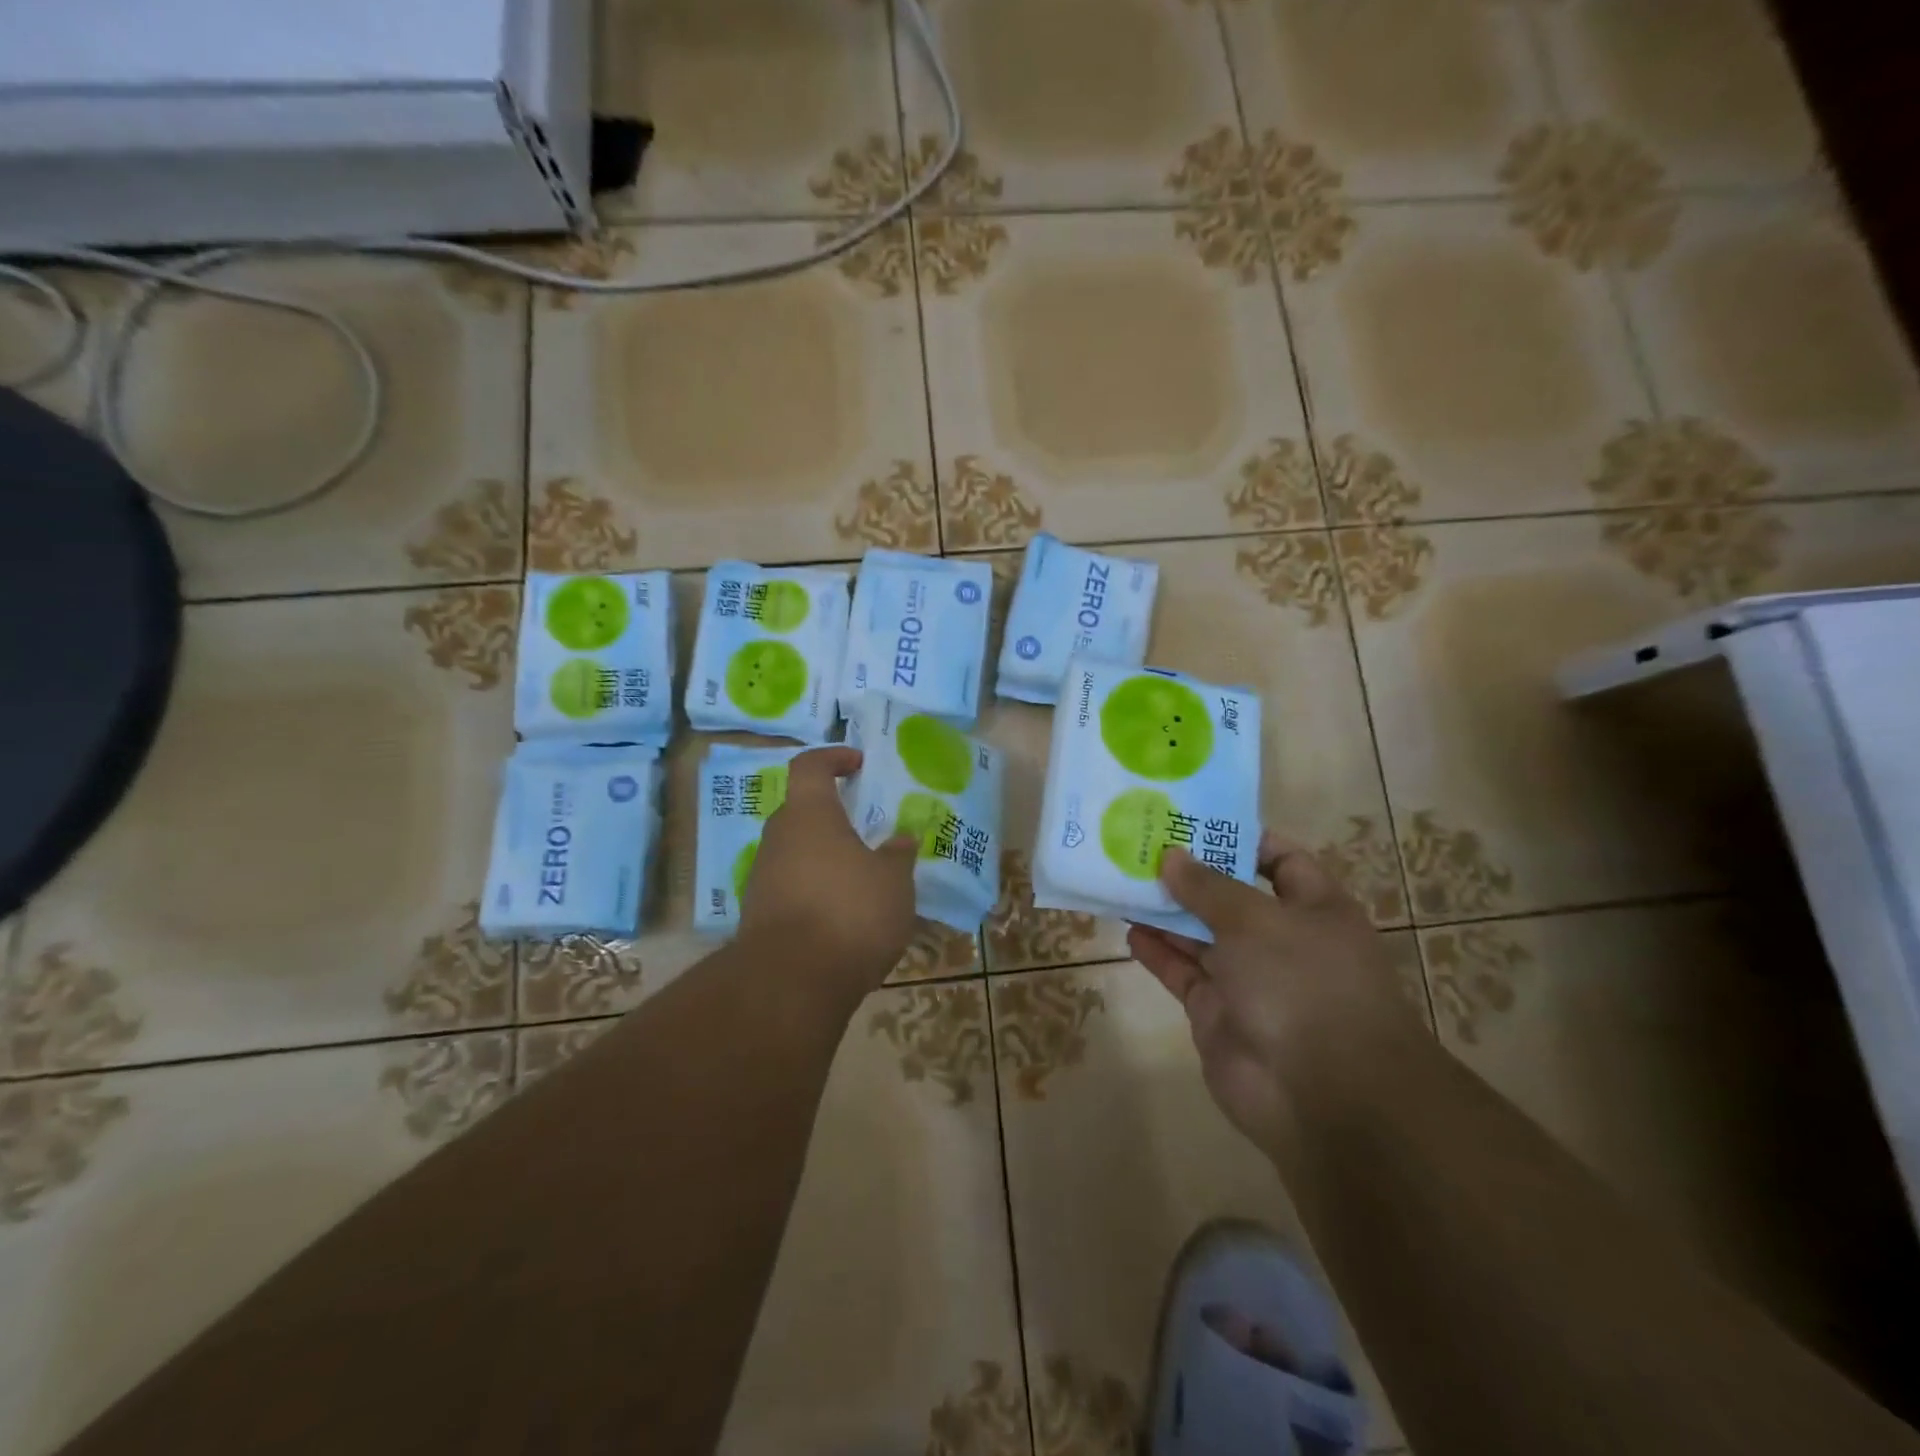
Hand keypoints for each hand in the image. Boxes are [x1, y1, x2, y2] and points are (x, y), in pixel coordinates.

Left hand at [739, 746, 918, 991]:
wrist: (791, 982)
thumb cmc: (849, 912)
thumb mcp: (893, 881)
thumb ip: (898, 855)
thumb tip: (901, 840)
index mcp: (809, 815)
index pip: (810, 766)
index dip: (833, 757)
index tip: (858, 763)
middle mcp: (778, 838)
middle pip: (801, 811)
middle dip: (832, 815)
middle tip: (866, 829)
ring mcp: (762, 877)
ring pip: (796, 851)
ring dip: (825, 857)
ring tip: (862, 878)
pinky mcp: (758, 915)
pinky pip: (791, 886)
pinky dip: (815, 889)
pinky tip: (843, 914)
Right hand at [1128, 832, 1420, 1158]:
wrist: (1323, 1096)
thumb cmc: (1303, 984)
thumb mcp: (1255, 919)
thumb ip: (1208, 886)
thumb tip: (1171, 856)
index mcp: (1313, 908)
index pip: (1280, 859)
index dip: (1239, 839)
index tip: (1192, 821)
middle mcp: (1282, 940)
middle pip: (1230, 896)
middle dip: (1189, 873)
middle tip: (1142, 845)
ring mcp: (1248, 979)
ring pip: (1200, 934)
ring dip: (1166, 910)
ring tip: (1123, 878)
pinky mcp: (1217, 1013)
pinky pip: (1182, 972)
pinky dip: (1157, 951)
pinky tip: (1128, 927)